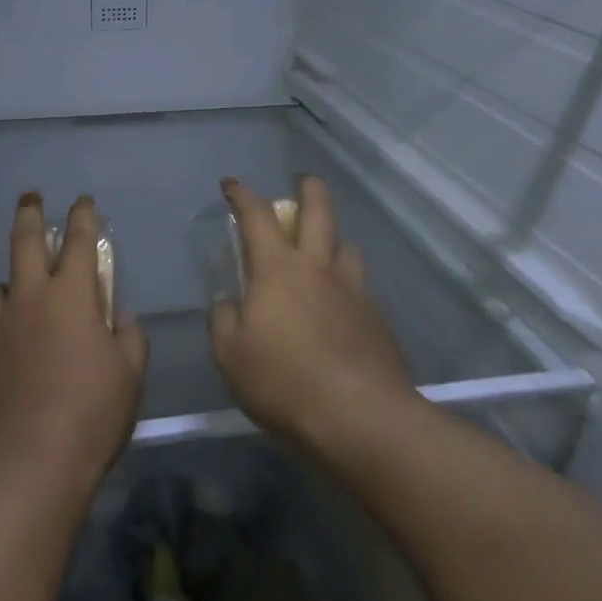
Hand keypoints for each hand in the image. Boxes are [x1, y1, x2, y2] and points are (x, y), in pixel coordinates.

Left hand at [0, 193, 148, 501]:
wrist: (25, 468)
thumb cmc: (90, 416)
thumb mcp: (129, 377)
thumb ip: (129, 338)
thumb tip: (121, 319)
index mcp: (70, 297)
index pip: (79, 240)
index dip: (83, 217)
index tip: (83, 201)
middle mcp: (27, 300)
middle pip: (24, 242)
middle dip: (30, 213)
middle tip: (30, 198)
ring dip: (7, 288)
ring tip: (15, 304)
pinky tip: (2, 361)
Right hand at [208, 176, 414, 453]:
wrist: (362, 419)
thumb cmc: (285, 382)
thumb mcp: (231, 356)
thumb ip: (224, 321)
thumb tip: (229, 302)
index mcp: (277, 269)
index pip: (256, 216)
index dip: (242, 195)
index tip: (231, 185)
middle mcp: (318, 268)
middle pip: (318, 211)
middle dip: (308, 189)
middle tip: (302, 181)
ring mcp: (353, 292)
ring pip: (346, 246)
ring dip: (333, 239)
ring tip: (325, 250)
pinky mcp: (377, 320)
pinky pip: (360, 287)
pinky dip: (347, 284)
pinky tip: (341, 307)